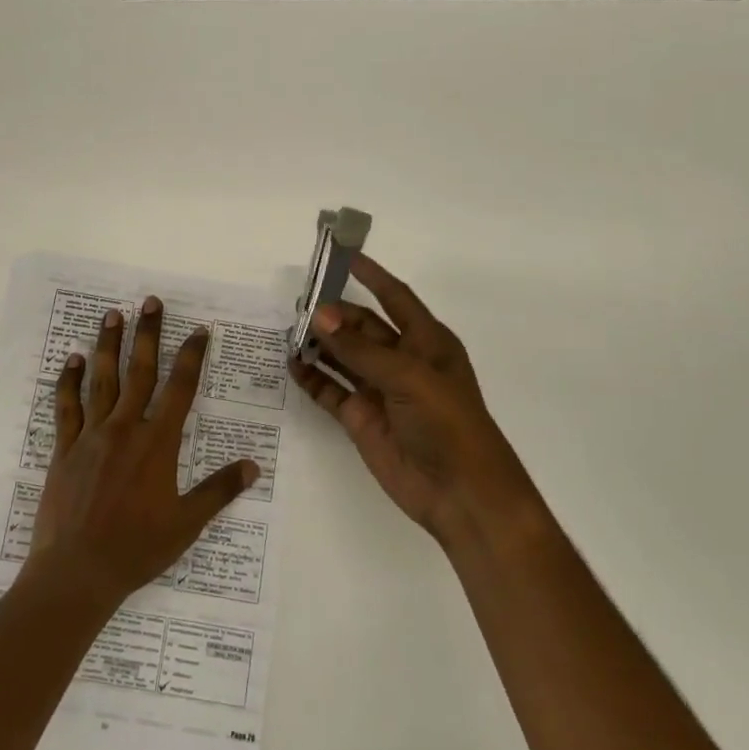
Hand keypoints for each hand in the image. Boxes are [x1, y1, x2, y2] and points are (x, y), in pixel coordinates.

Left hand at [22, 296, 258, 610]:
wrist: (77, 571)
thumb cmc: (137, 549)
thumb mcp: (186, 524)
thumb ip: (218, 491)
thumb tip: (252, 467)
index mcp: (157, 444)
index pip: (180, 390)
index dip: (191, 357)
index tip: (198, 331)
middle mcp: (124, 429)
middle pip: (139, 372)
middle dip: (147, 335)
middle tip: (150, 302)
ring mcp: (91, 436)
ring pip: (101, 381)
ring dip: (107, 346)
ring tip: (112, 315)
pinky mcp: (64, 449)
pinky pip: (66, 408)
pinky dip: (68, 382)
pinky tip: (70, 360)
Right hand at [289, 255, 529, 541]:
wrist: (461, 493)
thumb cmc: (448, 424)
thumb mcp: (408, 378)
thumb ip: (360, 348)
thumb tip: (319, 315)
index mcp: (426, 342)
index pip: (395, 297)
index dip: (372, 276)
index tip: (343, 255)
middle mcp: (402, 361)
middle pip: (362, 326)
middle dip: (334, 313)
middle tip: (298, 304)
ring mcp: (380, 390)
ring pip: (343, 356)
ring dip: (319, 343)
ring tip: (287, 329)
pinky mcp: (361, 418)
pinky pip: (331, 390)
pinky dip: (312, 377)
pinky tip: (291, 364)